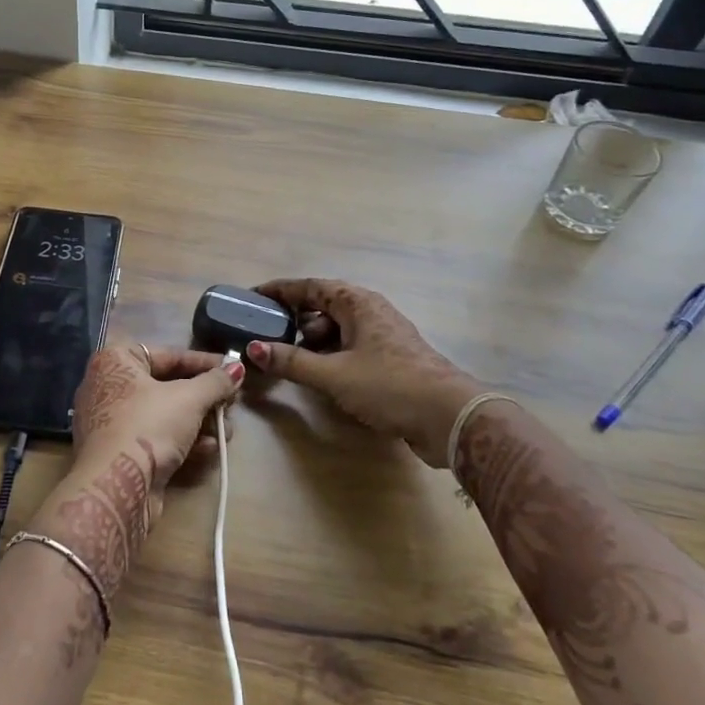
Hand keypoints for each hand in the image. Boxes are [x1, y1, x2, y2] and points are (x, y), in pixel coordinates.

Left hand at [27, 344, 242, 594]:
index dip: (204, 363)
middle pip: (167, 386)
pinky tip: (210, 450)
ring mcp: (111, 422)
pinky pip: (155, 437)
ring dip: (199, 423)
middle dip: (204, 399)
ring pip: (163, 415)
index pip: (168, 355)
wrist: (116, 486)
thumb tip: (237, 367)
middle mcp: (108, 386)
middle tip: (231, 405)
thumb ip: (216, 382)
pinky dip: (182, 441)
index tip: (231, 370)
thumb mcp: (189, 399)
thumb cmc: (149, 426)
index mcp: (116, 361)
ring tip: (227, 432)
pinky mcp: (119, 453)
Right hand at [246, 278, 481, 468]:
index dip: (279, 290)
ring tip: (290, 359)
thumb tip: (253, 348)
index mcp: (357, 303)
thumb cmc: (389, 385)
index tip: (253, 296)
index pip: (309, 286)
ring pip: (338, 329)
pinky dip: (331, 355)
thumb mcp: (333, 374)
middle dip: (294, 318)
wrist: (451, 418)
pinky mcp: (391, 360)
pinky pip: (351, 347)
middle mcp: (370, 311)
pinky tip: (321, 375)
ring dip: (313, 341)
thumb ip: (292, 362)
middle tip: (267, 333)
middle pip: (323, 306)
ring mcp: (383, 336)